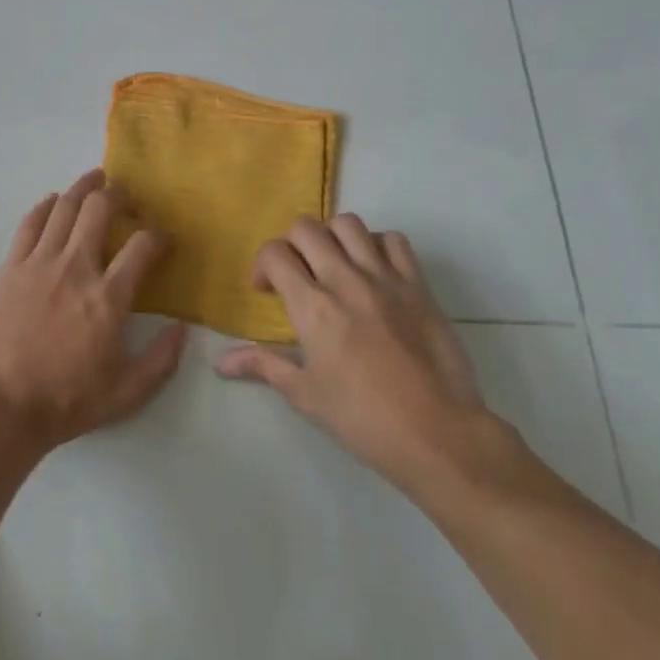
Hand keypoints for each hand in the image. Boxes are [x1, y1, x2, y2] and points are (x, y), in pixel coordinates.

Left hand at [0, 170, 186, 453]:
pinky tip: (53, 202)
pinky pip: (30, 222)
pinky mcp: (11, 266)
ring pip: (64, 206)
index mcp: (108, 297)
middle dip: (119, 194)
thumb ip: (161, 360)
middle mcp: (76, 267)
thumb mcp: (126, 393)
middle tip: (127, 197)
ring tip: (94, 180)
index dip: (159, 236)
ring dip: (83, 187)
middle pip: (100, 208)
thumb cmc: (66, 401)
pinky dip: (45, 206)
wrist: (1, 407)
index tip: (163, 239)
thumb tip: (183, 328)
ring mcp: (39, 262)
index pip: (142, 246)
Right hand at [216, 214, 514, 499]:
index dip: (262, 265)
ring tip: (334, 264)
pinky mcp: (418, 285)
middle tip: (297, 273)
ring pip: (349, 224)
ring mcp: (385, 278)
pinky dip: (377, 245)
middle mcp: (344, 280)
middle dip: (292, 245)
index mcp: (312, 307)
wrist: (438, 434)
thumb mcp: (305, 395)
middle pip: (306, 228)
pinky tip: (373, 270)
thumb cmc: (363, 419)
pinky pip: (394, 240)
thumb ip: (263, 366)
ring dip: (332, 238)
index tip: (266, 290)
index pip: (275, 254)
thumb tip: (221, 362)